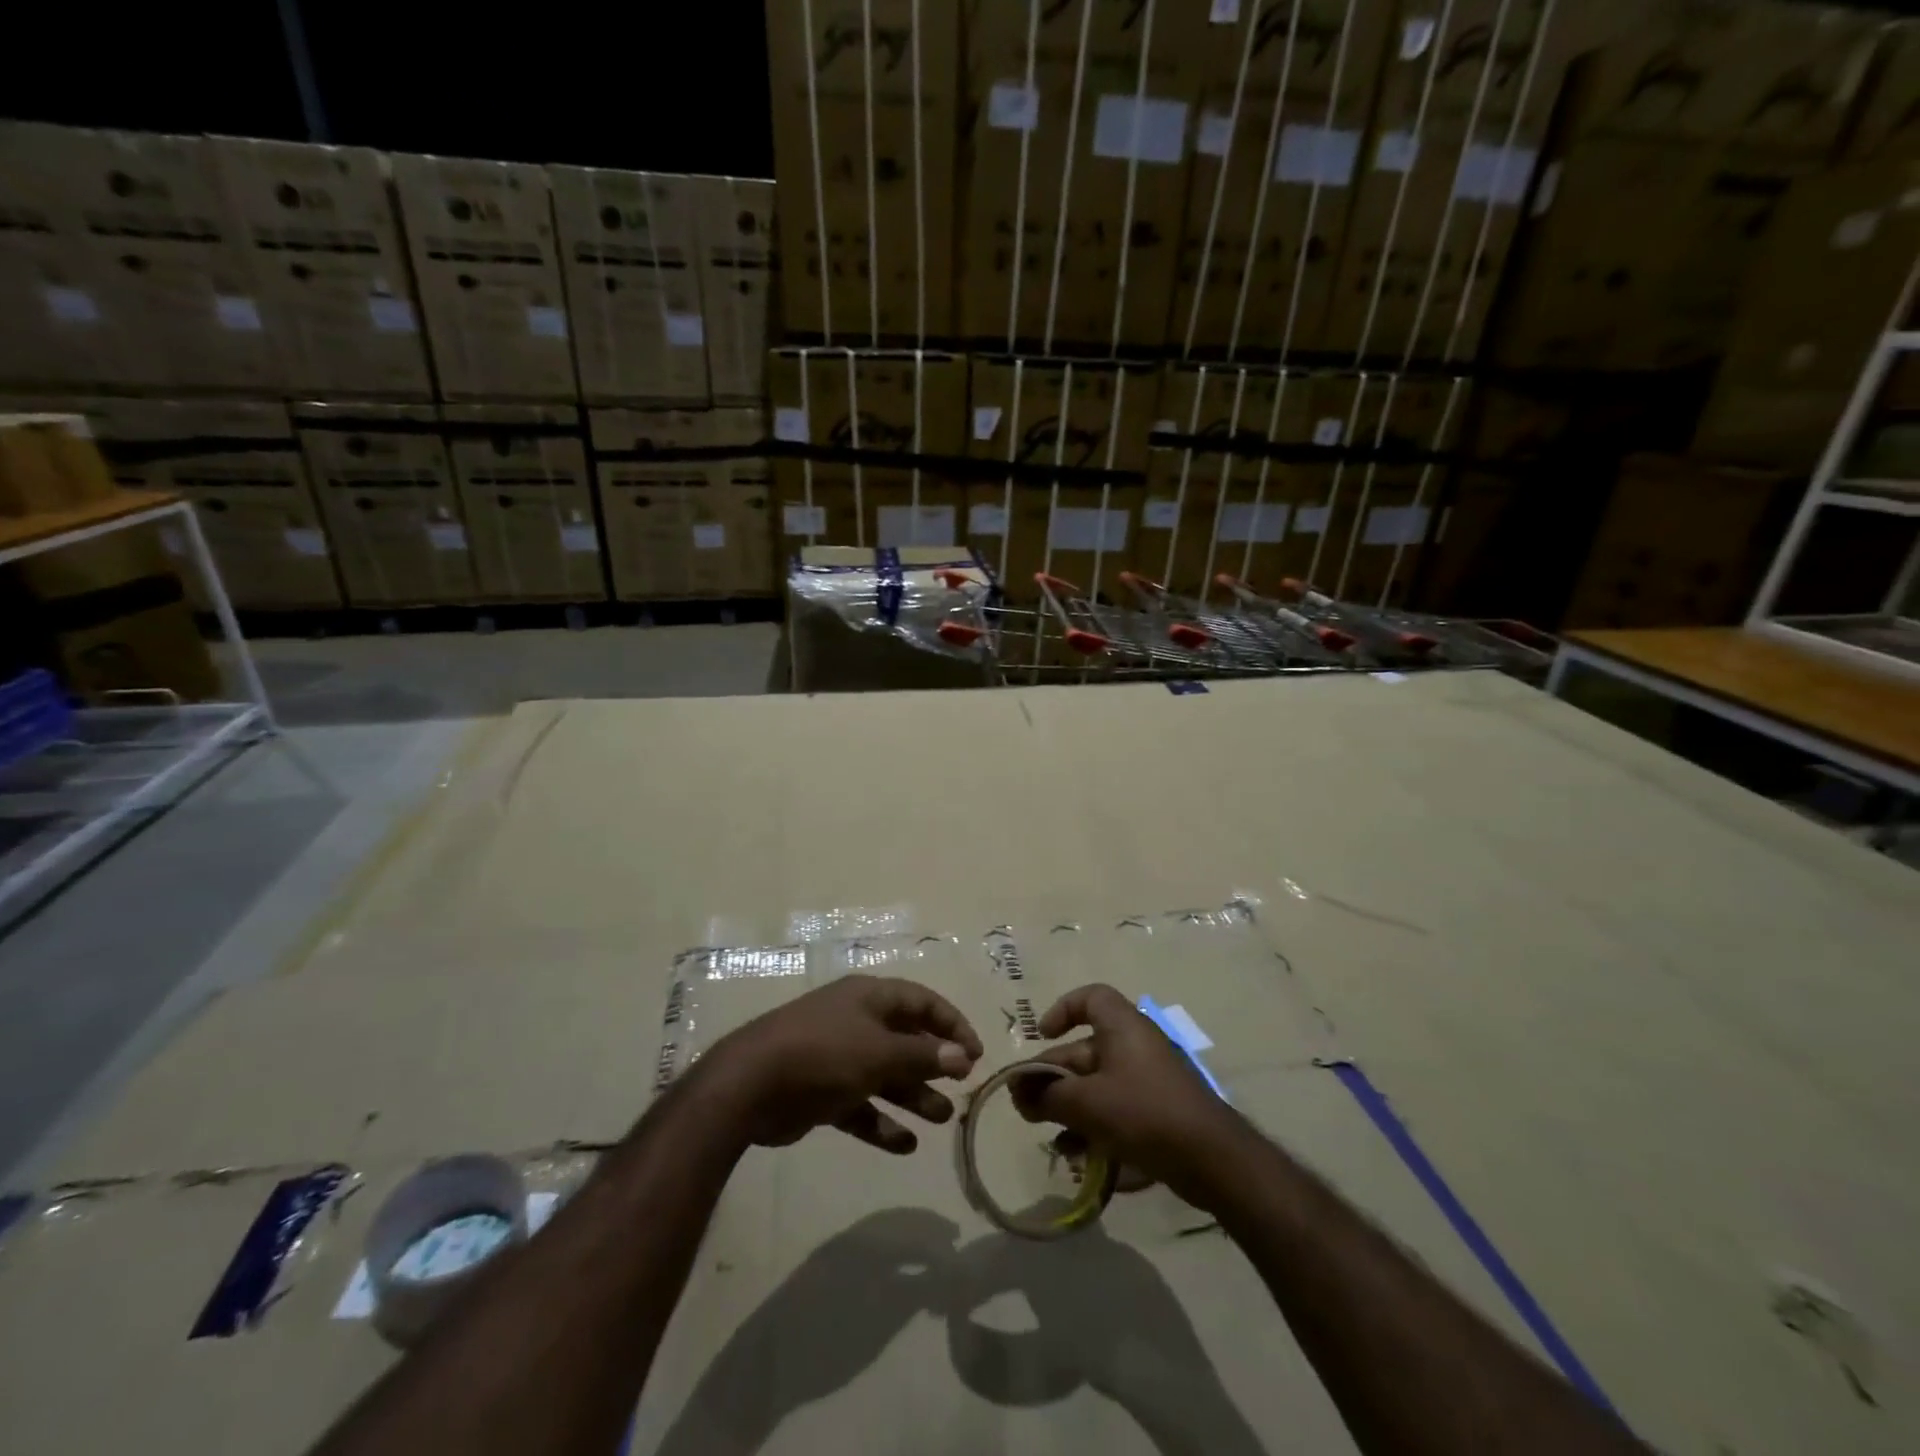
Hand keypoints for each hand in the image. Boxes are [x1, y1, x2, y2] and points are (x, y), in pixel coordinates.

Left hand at [695, 975, 983, 1154]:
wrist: (749, 1086)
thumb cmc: (822, 1054)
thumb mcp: (878, 1052)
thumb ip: (922, 1055)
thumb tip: (962, 1056)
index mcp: (869, 998)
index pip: (921, 1002)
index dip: (952, 1024)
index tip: (977, 1054)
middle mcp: (855, 1022)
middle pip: (904, 1039)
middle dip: (933, 1063)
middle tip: (961, 1087)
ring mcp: (836, 1057)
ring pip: (885, 1075)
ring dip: (913, 1095)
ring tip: (942, 1119)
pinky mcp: (821, 1092)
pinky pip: (860, 1106)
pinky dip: (881, 1123)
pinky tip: (904, 1146)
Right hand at [1015, 984, 1249, 1208]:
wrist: (1213, 1160)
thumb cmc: (1145, 1113)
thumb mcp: (1088, 1103)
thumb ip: (1048, 1097)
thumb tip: (1020, 1093)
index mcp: (1122, 1027)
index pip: (1091, 997)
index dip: (1063, 1010)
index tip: (1041, 1036)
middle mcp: (1135, 1047)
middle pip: (1085, 1050)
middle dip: (1053, 1077)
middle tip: (1025, 1105)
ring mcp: (1148, 1082)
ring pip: (1098, 1087)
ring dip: (1069, 1108)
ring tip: (1048, 1136)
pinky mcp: (1157, 1114)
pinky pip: (1116, 1112)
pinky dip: (1094, 1128)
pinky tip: (1077, 1158)